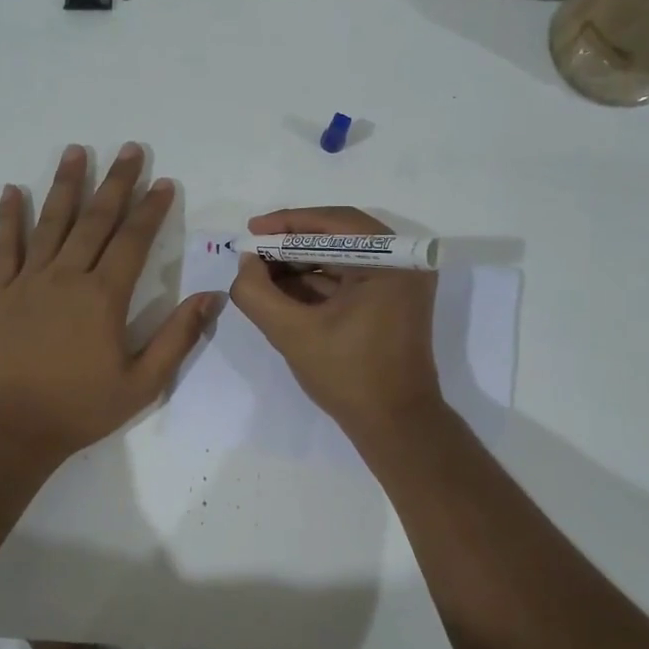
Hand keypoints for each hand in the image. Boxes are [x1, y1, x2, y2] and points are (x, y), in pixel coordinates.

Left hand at [0, 143, 218, 461]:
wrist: (12, 427)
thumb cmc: (81, 407)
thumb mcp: (143, 382)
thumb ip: (177, 338)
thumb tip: (211, 298)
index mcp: (104, 297)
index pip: (133, 241)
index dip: (151, 209)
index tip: (164, 182)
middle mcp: (67, 277)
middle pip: (95, 220)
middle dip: (116, 183)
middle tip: (130, 149)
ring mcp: (30, 282)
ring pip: (52, 223)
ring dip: (66, 185)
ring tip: (77, 150)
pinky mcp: (1, 294)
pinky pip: (5, 247)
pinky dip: (9, 217)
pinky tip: (12, 190)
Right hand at [230, 207, 442, 439]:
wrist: (394, 425)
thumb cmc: (348, 376)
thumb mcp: (292, 333)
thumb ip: (257, 293)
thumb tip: (246, 262)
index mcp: (391, 261)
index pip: (334, 223)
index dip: (287, 224)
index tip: (251, 231)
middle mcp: (403, 263)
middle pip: (338, 237)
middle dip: (291, 244)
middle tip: (253, 252)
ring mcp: (400, 283)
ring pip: (342, 258)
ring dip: (301, 264)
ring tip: (261, 273)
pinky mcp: (392, 302)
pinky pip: (350, 279)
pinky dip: (317, 282)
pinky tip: (283, 291)